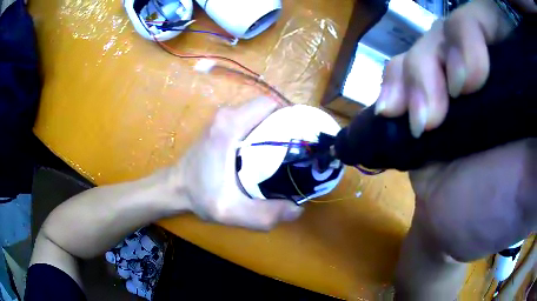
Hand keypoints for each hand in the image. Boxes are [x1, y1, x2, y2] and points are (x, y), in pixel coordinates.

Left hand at [170, 97, 302, 230]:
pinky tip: (266, 152)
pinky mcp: (221, 124)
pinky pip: (250, 120)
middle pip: (267, 109)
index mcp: (229, 126)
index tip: (302, 139)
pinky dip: (263, 131)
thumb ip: (263, 214)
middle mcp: (226, 115)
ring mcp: (222, 118)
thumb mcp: (230, 212)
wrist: (176, 187)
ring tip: (286, 152)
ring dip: (275, 128)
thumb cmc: (199, 196)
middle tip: (297, 149)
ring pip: (259, 114)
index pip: (270, 105)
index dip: (290, 118)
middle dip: (286, 125)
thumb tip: (297, 208)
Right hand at [378, 0, 536, 260]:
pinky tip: (391, 109)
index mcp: (511, 79)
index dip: (474, 35)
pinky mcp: (422, 98)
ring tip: (420, 122)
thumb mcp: (531, 177)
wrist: (455, 228)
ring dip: (415, 77)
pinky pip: (400, 70)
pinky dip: (393, 83)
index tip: (474, 82)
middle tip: (446, 106)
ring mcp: (448, 81)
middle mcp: (481, 69)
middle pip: (453, 29)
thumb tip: (535, 88)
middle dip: (444, 58)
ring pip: (424, 46)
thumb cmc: (498, 210)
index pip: (491, 22)